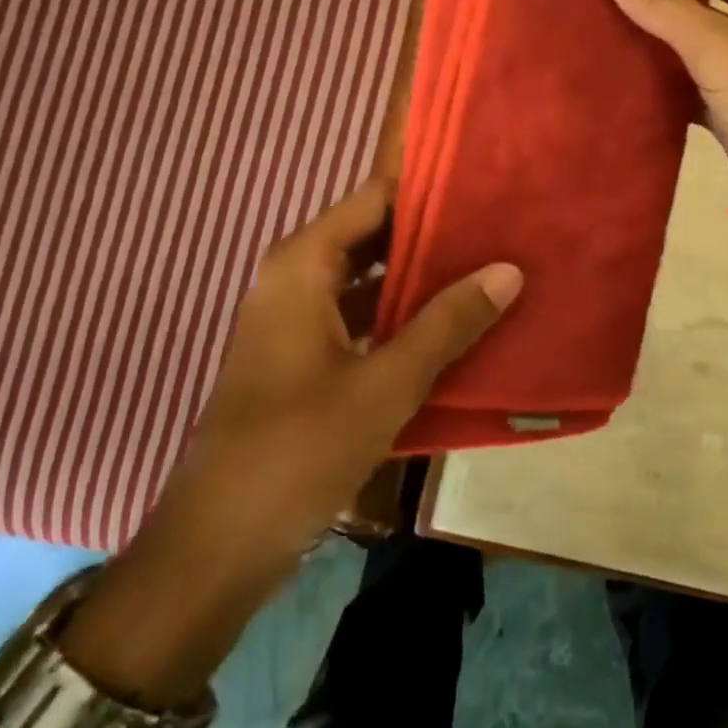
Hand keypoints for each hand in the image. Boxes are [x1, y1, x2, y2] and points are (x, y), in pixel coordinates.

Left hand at [64, 179, 520, 701]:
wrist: (219, 544)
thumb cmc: (299, 449)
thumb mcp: (386, 384)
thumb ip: (448, 323)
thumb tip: (508, 269)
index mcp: (302, 264)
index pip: (373, 197)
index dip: (426, 187)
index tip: (483, 183)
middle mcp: (294, 277)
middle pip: (371, 234)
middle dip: (430, 232)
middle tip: (496, 225)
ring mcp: (296, 318)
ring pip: (367, 277)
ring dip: (418, 275)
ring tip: (485, 265)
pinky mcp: (302, 356)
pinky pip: (359, 315)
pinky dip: (399, 313)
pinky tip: (450, 323)